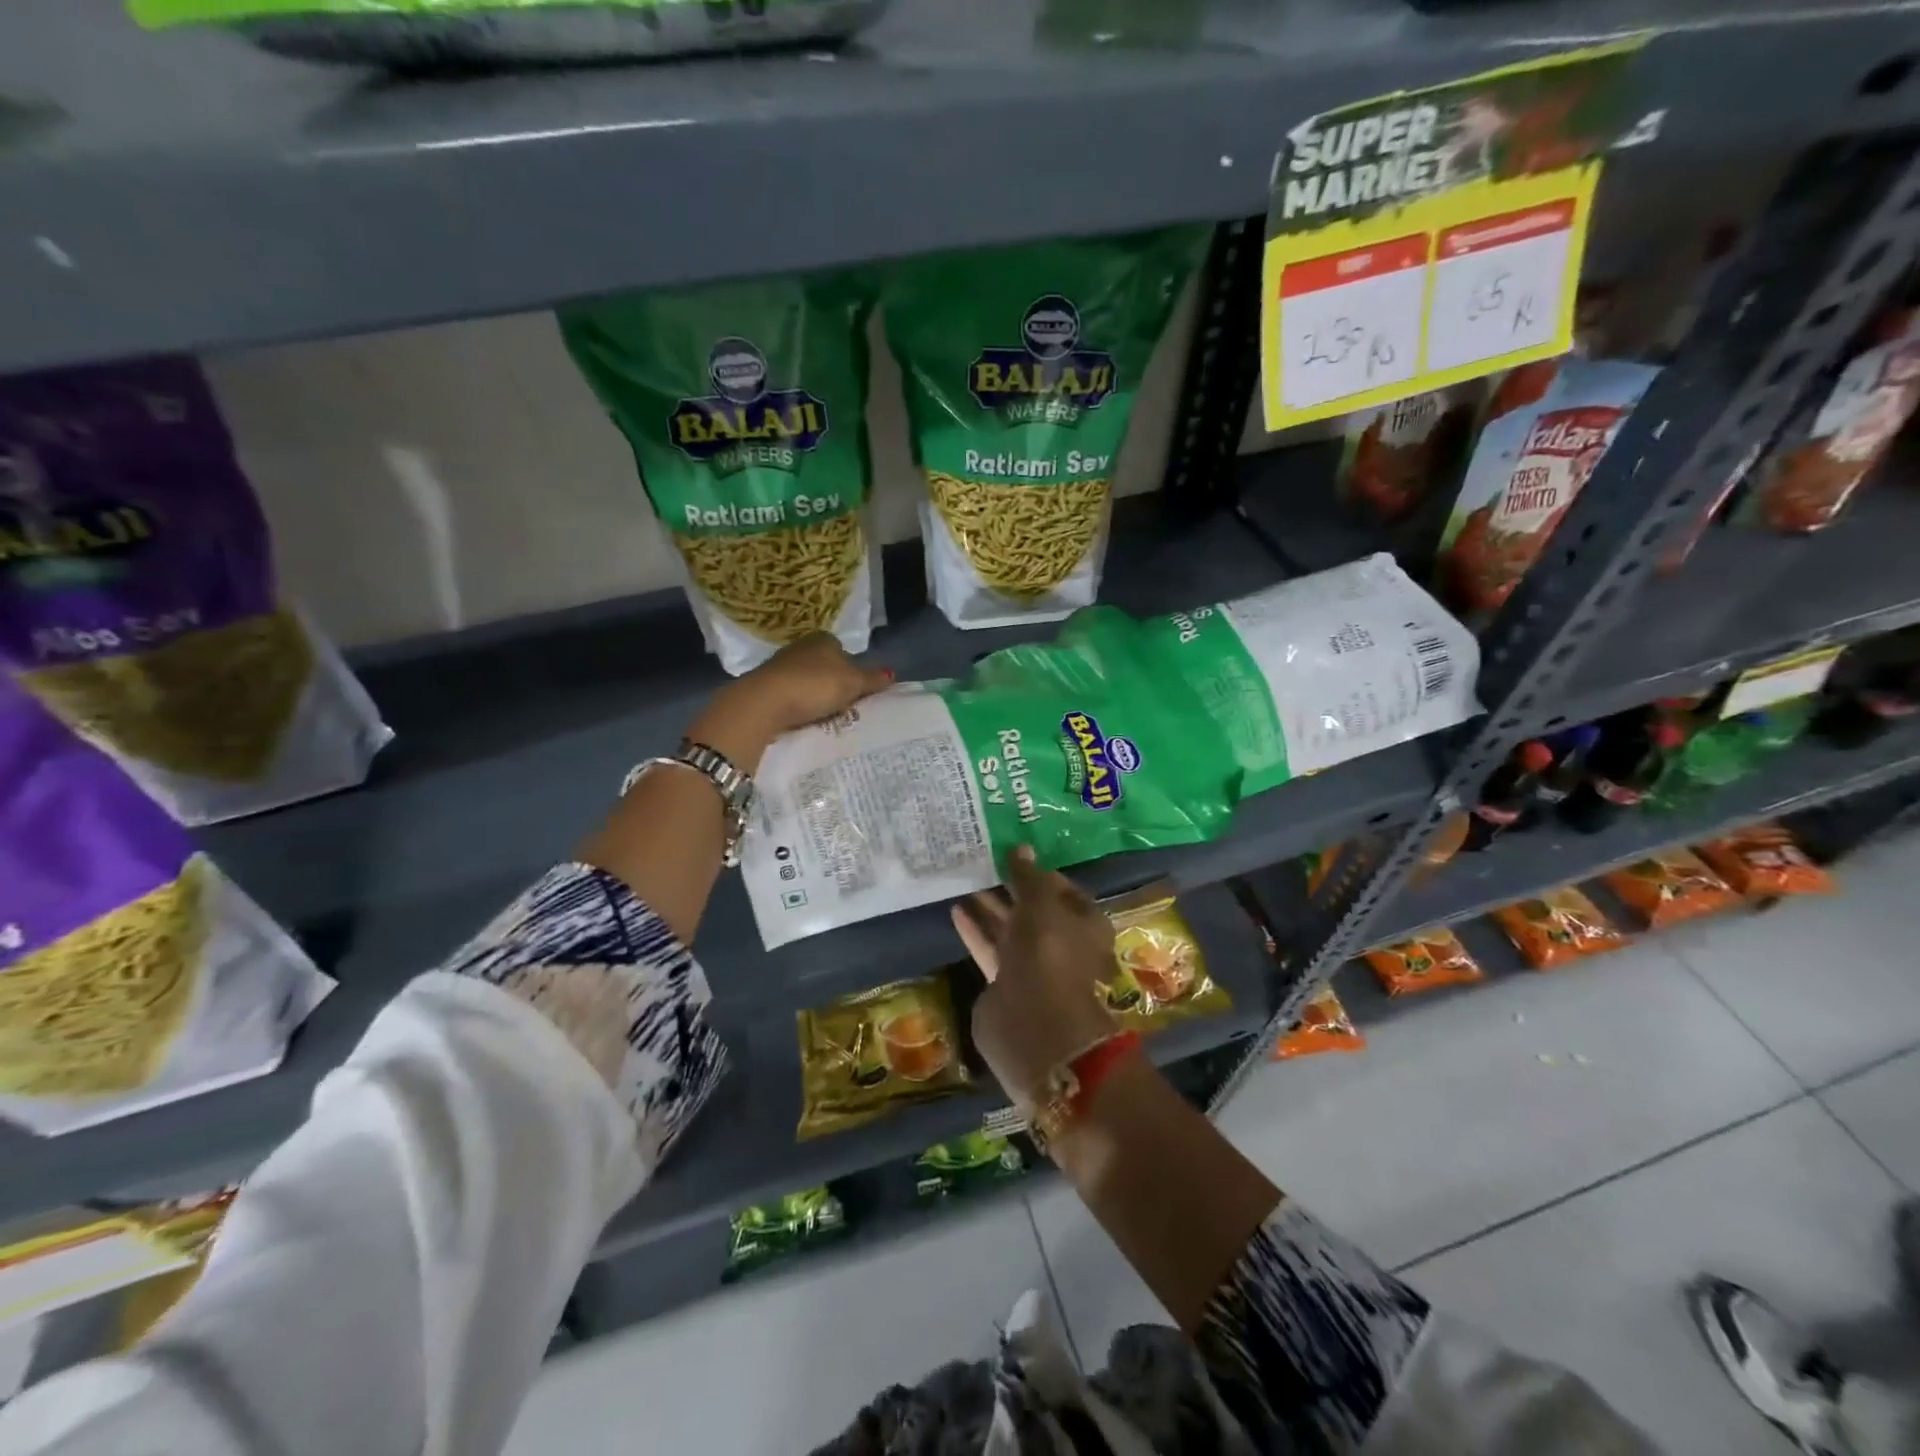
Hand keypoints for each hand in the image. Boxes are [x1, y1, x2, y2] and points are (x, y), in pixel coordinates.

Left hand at [689, 633, 893, 772]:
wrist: (765, 701)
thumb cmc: (815, 685)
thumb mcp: (852, 683)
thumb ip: (872, 679)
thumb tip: (892, 672)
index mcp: (824, 639)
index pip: (843, 650)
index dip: (851, 669)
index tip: (855, 691)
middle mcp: (801, 646)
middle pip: (824, 665)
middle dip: (832, 682)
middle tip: (843, 705)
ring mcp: (780, 664)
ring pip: (806, 679)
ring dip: (813, 694)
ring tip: (823, 715)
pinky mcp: (765, 684)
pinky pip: (790, 693)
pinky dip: (797, 703)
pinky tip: (801, 717)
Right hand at [953, 847, 1117, 1110]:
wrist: (1034, 1025)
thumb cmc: (1049, 953)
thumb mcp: (1041, 904)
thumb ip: (1028, 876)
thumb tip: (1020, 847)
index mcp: (1085, 924)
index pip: (1064, 890)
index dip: (1040, 872)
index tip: (1012, 855)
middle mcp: (1062, 944)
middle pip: (1034, 910)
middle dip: (1010, 888)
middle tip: (982, 863)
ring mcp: (1034, 967)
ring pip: (1011, 929)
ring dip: (990, 906)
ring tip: (965, 880)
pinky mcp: (1006, 984)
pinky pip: (991, 948)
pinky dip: (976, 930)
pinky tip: (956, 909)